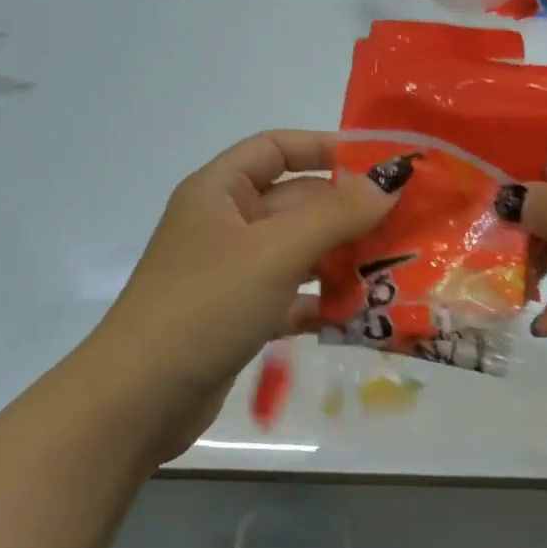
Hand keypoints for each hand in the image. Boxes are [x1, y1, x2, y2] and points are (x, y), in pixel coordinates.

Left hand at [89, 131, 402, 450]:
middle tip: (407, 224)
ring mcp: (231, 274)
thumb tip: (389, 181)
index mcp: (218, 191)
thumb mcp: (274, 252)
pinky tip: (361, 316)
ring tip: (396, 268)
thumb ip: (335, 214)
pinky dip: (322, 303)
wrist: (140, 399)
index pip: (276, 148)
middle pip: (294, 203)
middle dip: (346, 212)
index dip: (325, 148)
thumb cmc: (206, 305)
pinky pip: (290, 298)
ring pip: (297, 253)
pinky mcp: (239, 318)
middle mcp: (224, 226)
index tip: (379, 164)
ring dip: (341, 259)